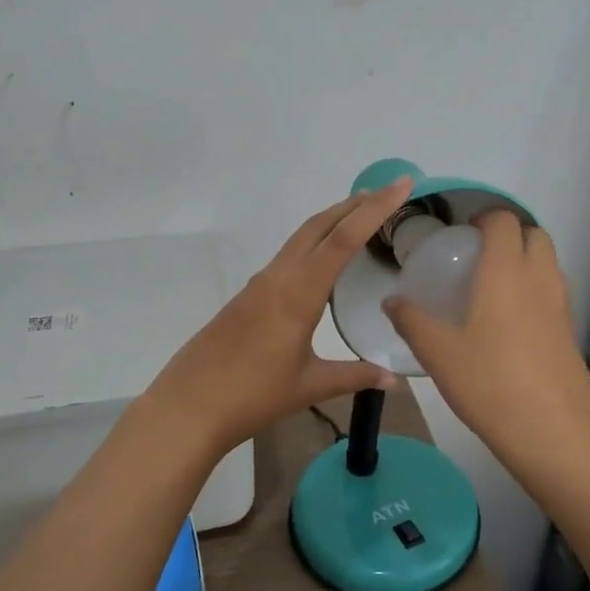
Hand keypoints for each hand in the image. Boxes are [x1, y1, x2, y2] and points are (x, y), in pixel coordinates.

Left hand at [143, 178, 414, 456]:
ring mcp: (259, 286)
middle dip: (353, 205)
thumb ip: (354, 376)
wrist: (188, 407)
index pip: (343, 239)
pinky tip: (323, 263)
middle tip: (386, 192)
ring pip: (300, 239)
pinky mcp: (246, 298)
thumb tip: (394, 379)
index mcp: (298, 293)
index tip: (401, 184)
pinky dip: (313, 245)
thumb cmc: (252, 396)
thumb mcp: (310, 386)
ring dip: (331, 222)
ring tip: (360, 218)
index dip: (375, 209)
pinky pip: (287, 258)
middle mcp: (278, 278)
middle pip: (318, 226)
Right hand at [383, 211, 589, 473]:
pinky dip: (536, 291)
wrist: (552, 431)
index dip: (485, 218)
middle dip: (510, 235)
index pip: (504, 221)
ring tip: (492, 288)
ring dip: (526, 261)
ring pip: (549, 264)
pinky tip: (510, 324)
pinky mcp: (571, 333)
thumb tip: (391, 301)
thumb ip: (412, 321)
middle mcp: (539, 279)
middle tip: (478, 257)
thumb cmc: (489, 382)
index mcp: (505, 272)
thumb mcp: (438, 353)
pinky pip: (554, 294)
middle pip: (535, 235)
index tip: (463, 233)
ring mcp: (562, 306)